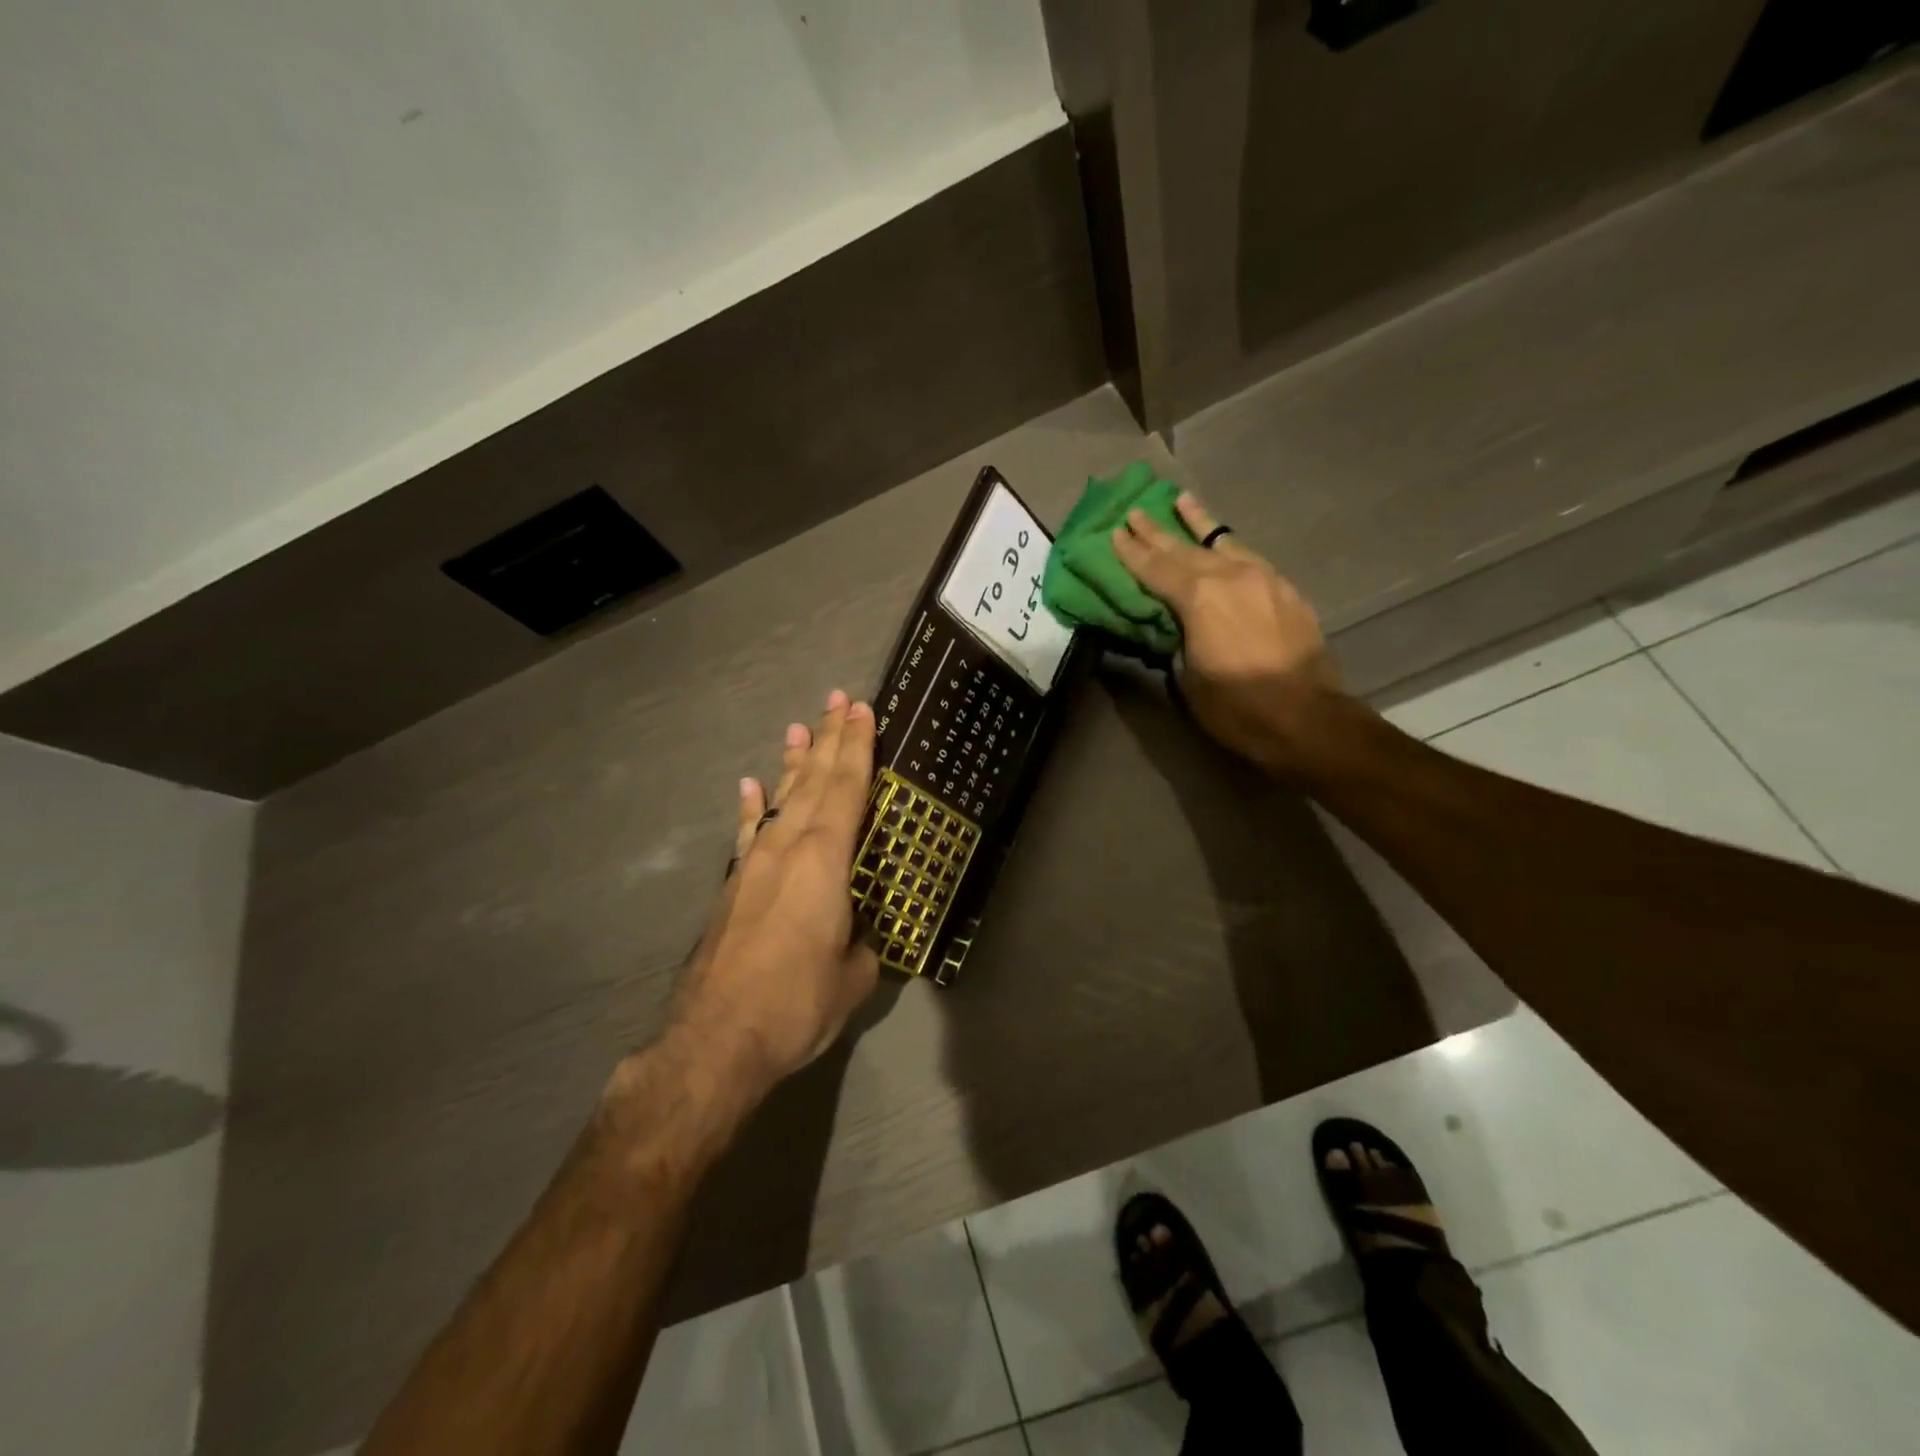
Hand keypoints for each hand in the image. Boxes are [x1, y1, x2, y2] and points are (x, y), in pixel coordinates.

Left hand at [674, 691, 879, 1087]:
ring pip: (779, 799)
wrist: (716, 1039)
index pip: (847, 789)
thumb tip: (857, 938)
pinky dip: (751, 806)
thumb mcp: (853, 977)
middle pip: (812, 781)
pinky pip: (747, 832)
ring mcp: (754, 864)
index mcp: (825, 861)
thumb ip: (861, 945)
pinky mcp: (733, 887)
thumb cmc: (796, 1003)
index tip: (862, 710)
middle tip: (838, 699)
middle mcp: (787, 848)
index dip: (857, 747)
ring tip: (798, 727)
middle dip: (828, 738)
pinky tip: (750, 785)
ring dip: (792, 763)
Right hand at [1110, 493, 1342, 775]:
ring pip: (1223, 543)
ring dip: (1199, 523)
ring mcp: (1263, 579)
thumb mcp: (1188, 677)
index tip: (1115, 533)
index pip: (1156, 568)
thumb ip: (1178, 639)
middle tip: (1136, 512)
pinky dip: (1228, 547)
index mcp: (1199, 598)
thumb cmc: (1236, 707)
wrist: (1306, 718)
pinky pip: (1249, 558)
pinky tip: (1224, 545)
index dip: (1132, 552)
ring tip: (1183, 501)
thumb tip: (1175, 625)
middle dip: (1157, 531)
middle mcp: (1230, 576)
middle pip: (1185, 548)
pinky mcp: (1286, 590)